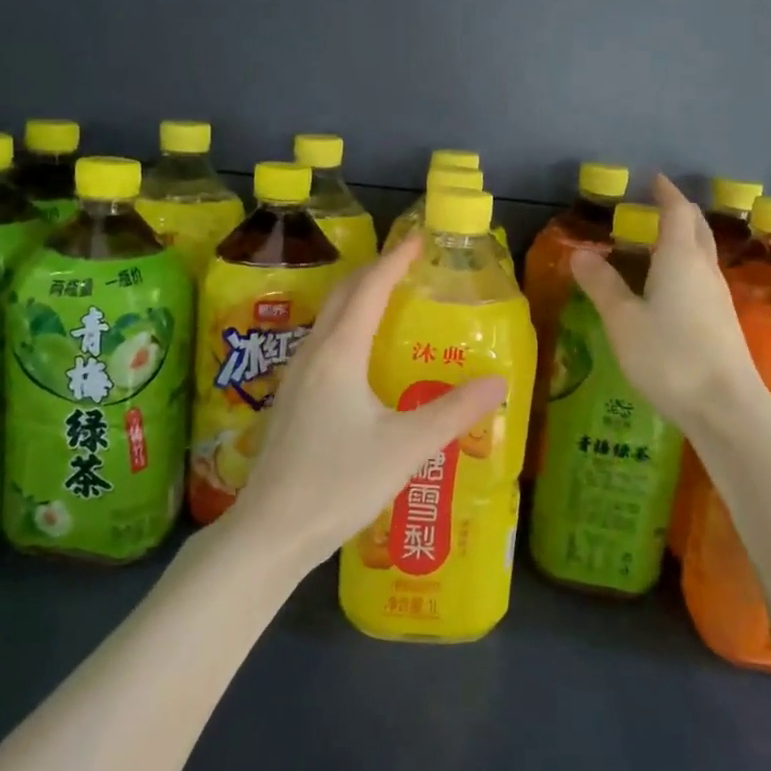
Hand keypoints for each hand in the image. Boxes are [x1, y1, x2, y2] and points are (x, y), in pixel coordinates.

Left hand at [230, 235, 509, 573]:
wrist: (270, 530)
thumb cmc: (338, 483)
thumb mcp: (405, 447)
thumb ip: (453, 412)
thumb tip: (499, 382)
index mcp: (339, 353)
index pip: (369, 288)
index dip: (395, 260)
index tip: (419, 240)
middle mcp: (314, 353)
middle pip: (344, 295)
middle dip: (376, 271)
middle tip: (410, 264)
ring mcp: (296, 376)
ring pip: (330, 318)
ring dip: (359, 299)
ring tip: (393, 300)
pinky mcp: (291, 399)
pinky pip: (324, 343)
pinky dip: (348, 327)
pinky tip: (365, 355)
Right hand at [569, 175, 766, 436]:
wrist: (726, 406)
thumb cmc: (669, 356)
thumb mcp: (623, 320)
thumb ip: (602, 285)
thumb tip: (581, 253)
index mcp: (680, 259)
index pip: (677, 212)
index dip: (665, 193)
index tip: (654, 179)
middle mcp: (704, 270)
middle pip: (696, 228)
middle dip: (678, 212)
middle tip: (655, 206)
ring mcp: (718, 296)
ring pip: (701, 253)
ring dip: (683, 239)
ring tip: (656, 242)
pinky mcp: (722, 321)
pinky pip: (702, 277)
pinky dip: (685, 265)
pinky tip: (669, 286)